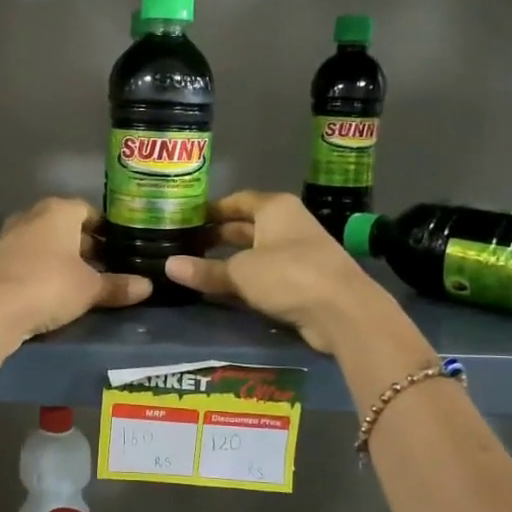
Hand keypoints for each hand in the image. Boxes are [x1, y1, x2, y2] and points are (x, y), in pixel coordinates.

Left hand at [0, 197, 151, 343]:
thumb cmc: (50, 286)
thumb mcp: (90, 289)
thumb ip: (118, 285)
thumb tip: (148, 286)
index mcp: (59, 211)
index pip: (88, 210)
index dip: (105, 228)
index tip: (118, 246)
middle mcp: (32, 216)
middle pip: (65, 225)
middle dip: (84, 243)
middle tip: (104, 265)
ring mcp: (10, 236)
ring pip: (45, 241)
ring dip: (61, 257)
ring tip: (81, 280)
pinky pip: (28, 258)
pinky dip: (41, 268)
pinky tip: (52, 289)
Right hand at [164, 191, 394, 354]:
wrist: (343, 311)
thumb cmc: (288, 275)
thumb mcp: (240, 273)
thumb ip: (205, 270)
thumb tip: (168, 266)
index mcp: (274, 208)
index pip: (236, 201)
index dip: (210, 210)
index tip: (183, 221)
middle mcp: (287, 224)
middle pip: (244, 226)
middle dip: (216, 237)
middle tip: (183, 247)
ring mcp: (297, 252)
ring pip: (254, 252)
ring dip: (229, 261)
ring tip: (195, 269)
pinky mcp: (302, 279)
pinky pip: (265, 274)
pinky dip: (245, 279)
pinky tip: (222, 290)